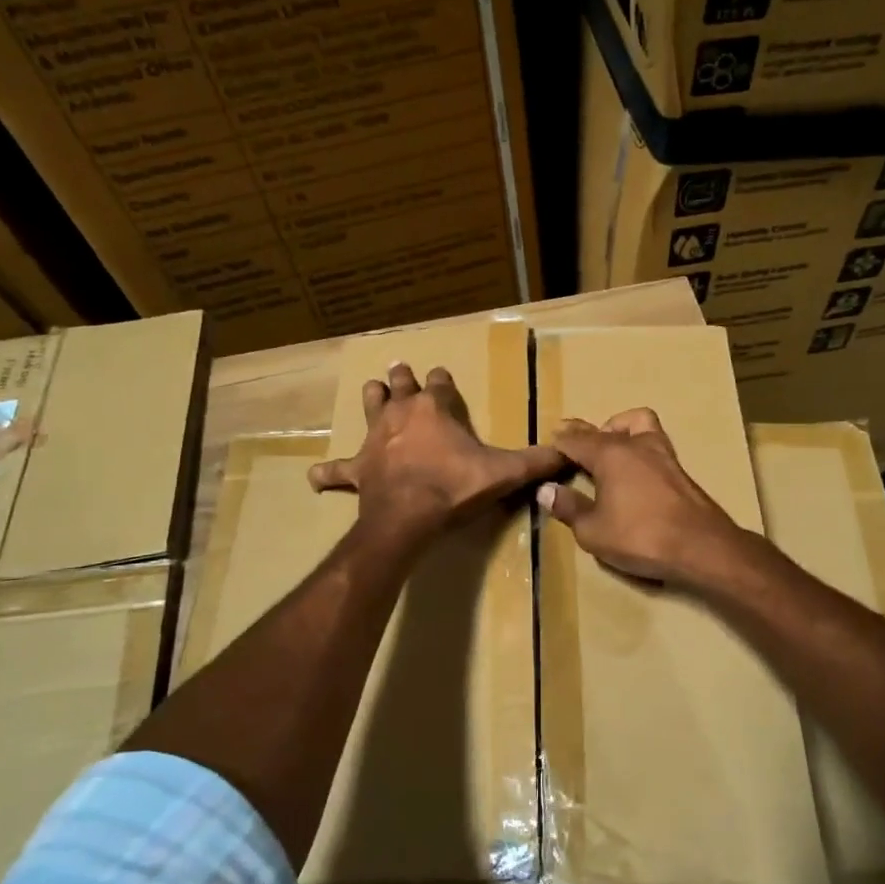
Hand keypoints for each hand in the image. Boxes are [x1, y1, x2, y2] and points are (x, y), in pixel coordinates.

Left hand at [309, 363, 561, 544]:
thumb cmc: (455, 487)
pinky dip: (328, 473)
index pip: (439, 384)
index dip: (441, 379)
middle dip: (401, 377)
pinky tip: (315, 475)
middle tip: (399, 366)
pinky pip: (337, 470)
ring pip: (369, 409)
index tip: (441, 374)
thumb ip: (536, 461)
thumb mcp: (504, 473)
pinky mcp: (358, 469)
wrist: (409, 516)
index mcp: (434, 409)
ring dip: (372, 399)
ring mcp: (375, 440)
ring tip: (372, 389)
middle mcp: (401, 415)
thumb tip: (569, 453)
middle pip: (399, 387)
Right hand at [539, 409, 745, 583]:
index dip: (559, 442)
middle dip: (584, 433)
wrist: (702, 547)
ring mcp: (662, 454)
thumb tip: (546, 490)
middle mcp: (635, 445)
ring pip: (638, 423)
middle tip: (571, 442)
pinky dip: (638, 446)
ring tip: (608, 449)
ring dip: (619, 429)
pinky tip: (634, 470)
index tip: (547, 446)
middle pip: (604, 428)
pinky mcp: (679, 470)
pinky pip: (652, 442)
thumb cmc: (640, 537)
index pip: (575, 439)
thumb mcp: (593, 531)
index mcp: (609, 454)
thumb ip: (569, 508)